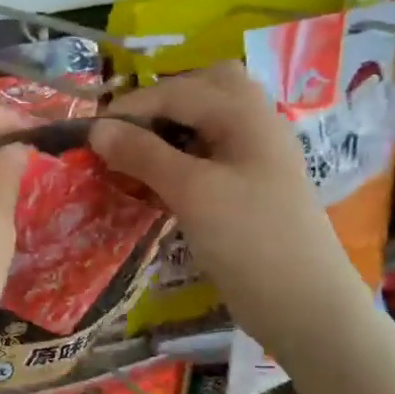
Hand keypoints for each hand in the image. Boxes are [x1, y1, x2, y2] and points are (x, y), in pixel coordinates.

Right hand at [90, 64, 367, 354]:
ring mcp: (254, 156)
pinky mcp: (248, 186)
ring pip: (207, 120)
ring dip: (169, 128)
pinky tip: (157, 181)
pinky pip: (208, 151)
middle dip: (160, 102)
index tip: (90, 135)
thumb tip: (96, 129)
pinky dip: (179, 155)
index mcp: (246, 115)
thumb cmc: (249, 239)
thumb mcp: (190, 191)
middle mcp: (254, 125)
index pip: (176, 91)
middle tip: (126, 133)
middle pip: (205, 88)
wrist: (304, 305)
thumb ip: (142, 153)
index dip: (130, 108)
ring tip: (136, 155)